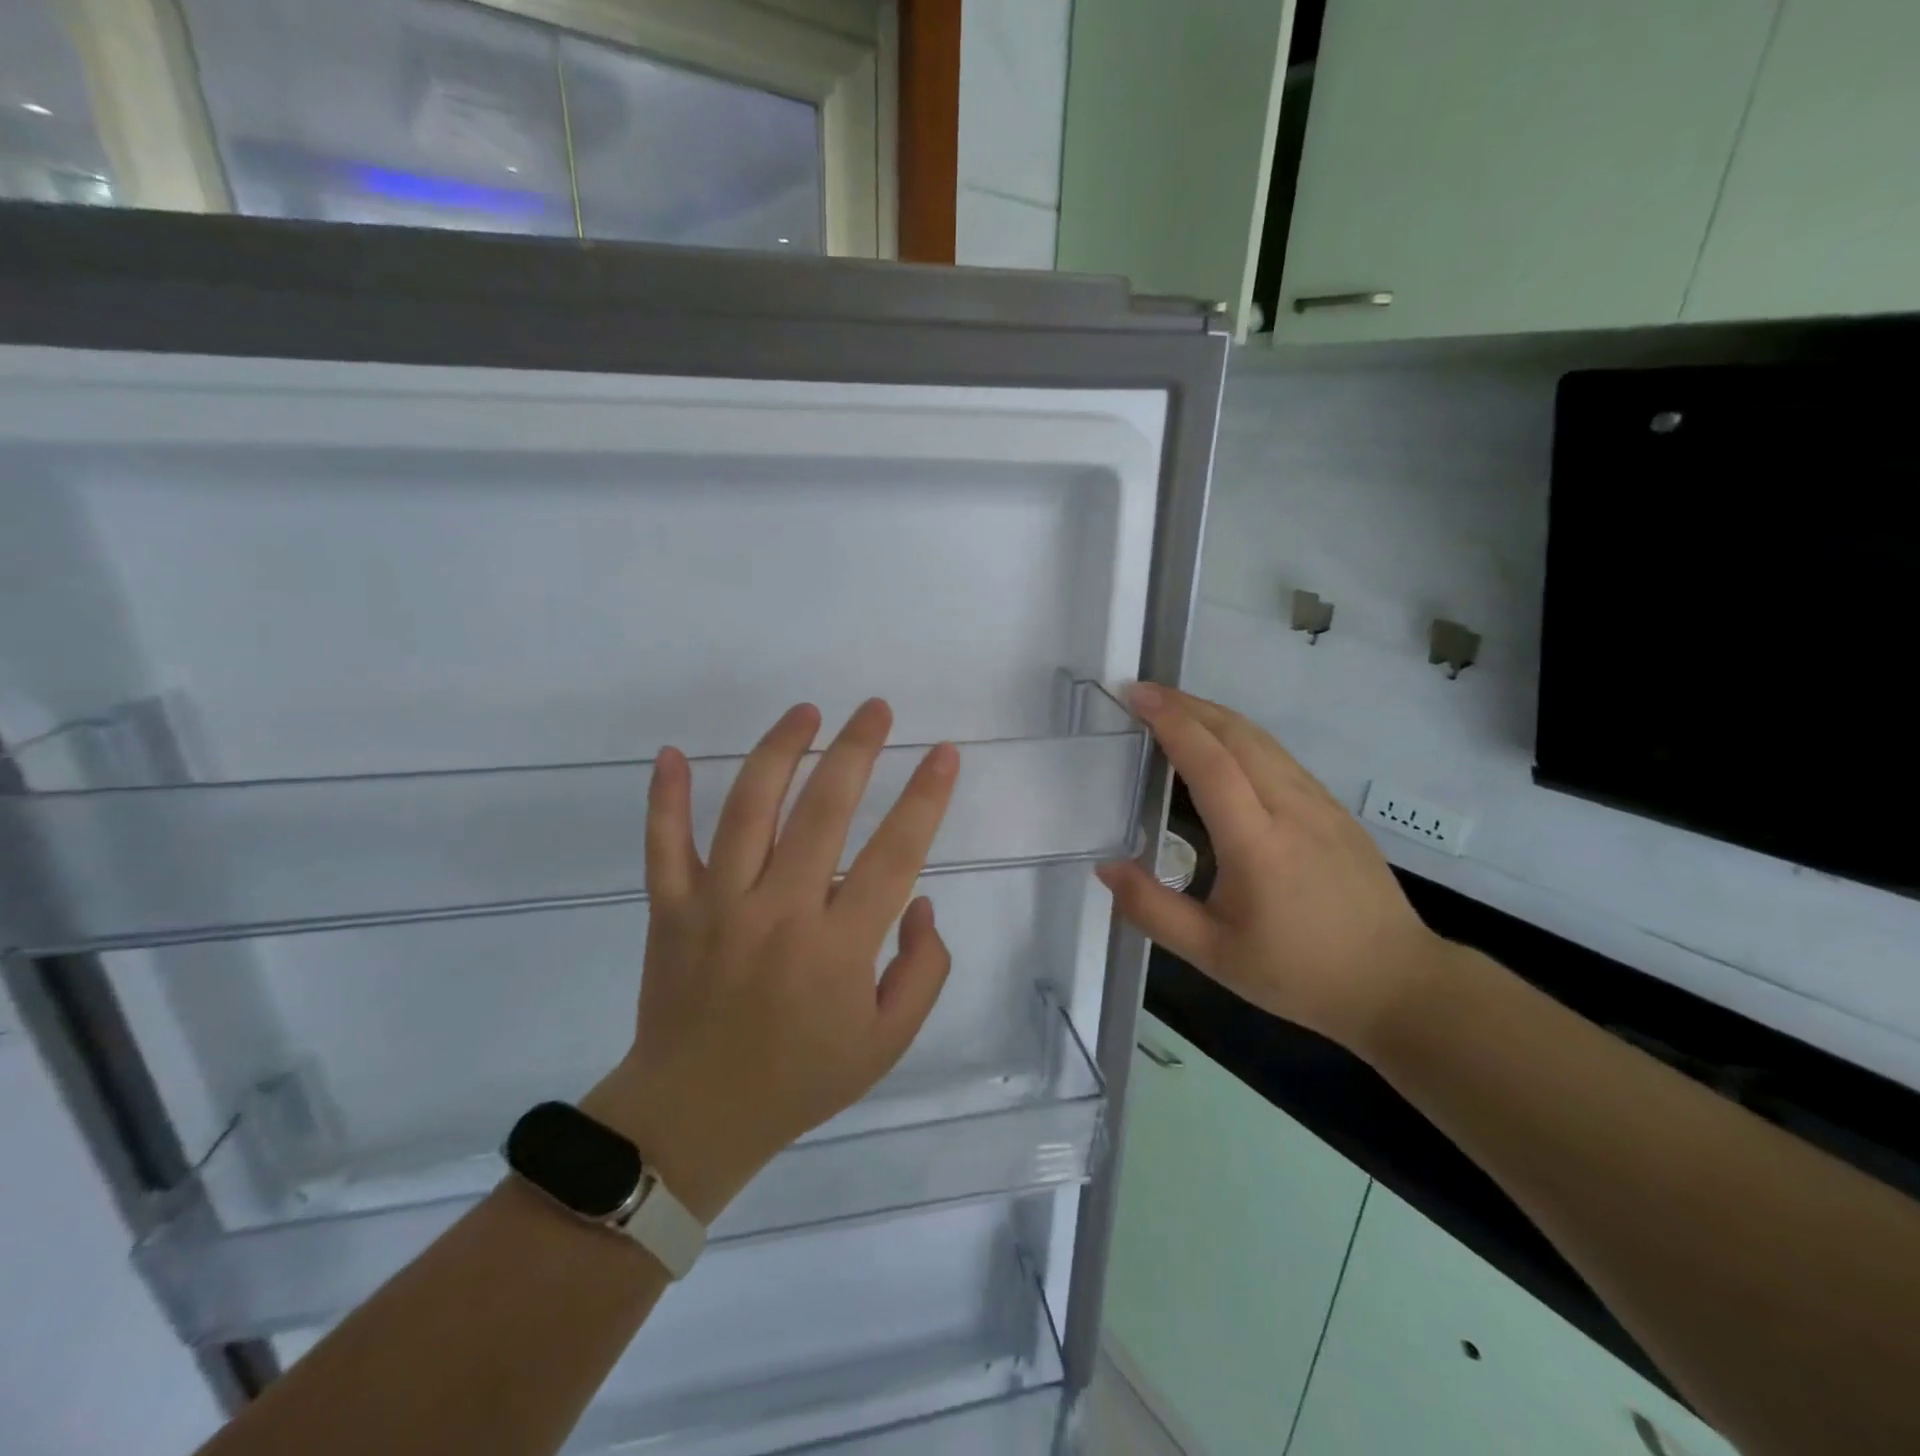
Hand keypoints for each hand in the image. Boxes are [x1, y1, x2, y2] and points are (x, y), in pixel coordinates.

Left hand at [585, 700, 958, 1223]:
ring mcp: (716, 905)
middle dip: (857, 749)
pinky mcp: (669, 910)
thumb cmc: (801, 1078)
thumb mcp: (888, 1042)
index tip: (944, 753)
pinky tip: (672, 753)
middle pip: (824, 810)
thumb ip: (923, 970)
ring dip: (780, 751)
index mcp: (838, 946)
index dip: (925, 797)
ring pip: (749, 809)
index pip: (894, 853)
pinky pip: (664, 845)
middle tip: (877, 709)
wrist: (695, 1116)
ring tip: (806, 711)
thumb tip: (921, 902)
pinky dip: (665, 798)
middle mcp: (779, 911)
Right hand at [1096, 684, 1443, 1052]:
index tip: (1135, 696)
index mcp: (1257, 842)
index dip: (1170, 722)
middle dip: (1187, 704)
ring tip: (1174, 710)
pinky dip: (1241, 736)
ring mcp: (1320, 803)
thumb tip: (1106, 867)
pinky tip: (1223, 747)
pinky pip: (1280, 756)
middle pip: (1236, 734)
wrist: (1398, 985)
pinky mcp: (1334, 810)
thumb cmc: (1299, 973)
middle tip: (1144, 693)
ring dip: (1214, 715)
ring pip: (1262, 740)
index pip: (1209, 762)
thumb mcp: (1213, 955)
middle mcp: (1291, 807)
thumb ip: (1153, 910)